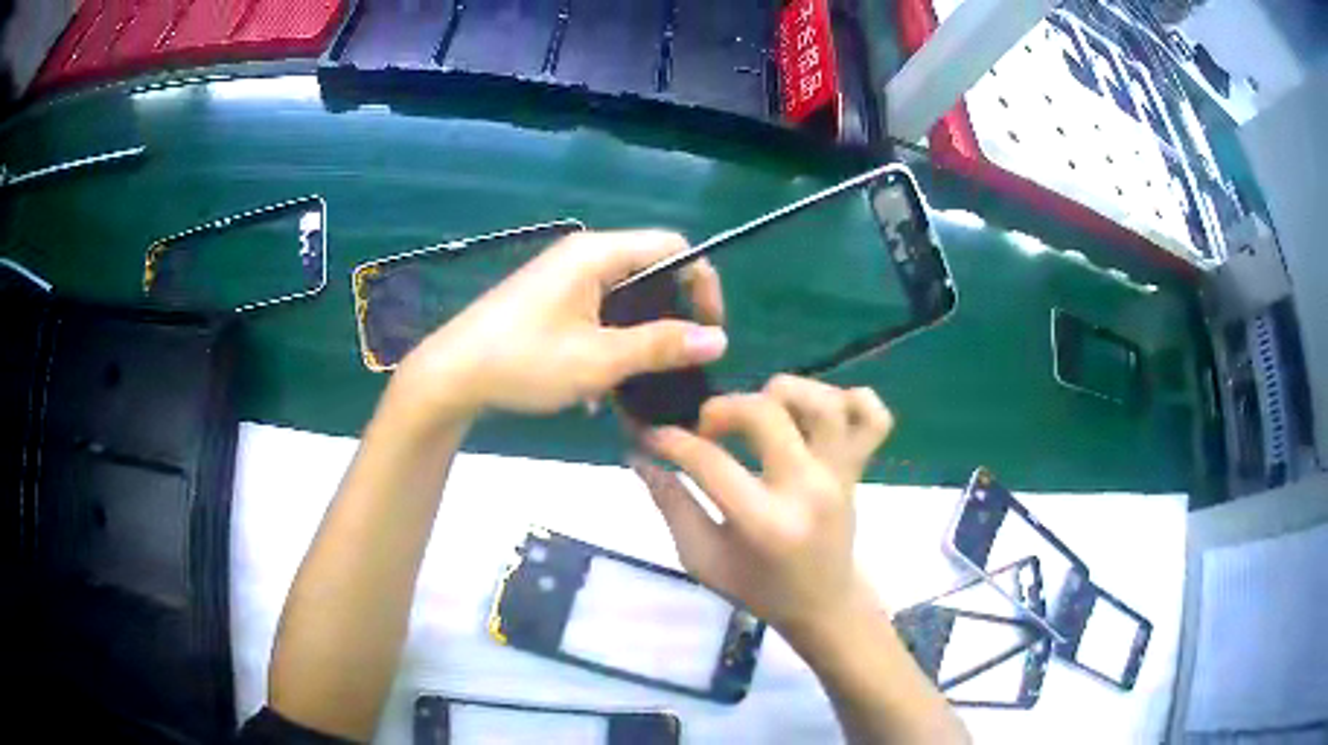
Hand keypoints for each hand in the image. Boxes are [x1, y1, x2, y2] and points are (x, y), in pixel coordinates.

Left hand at [395, 230, 725, 419]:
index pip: (673, 247)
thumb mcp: (599, 359)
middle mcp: (583, 255)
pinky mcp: (549, 300)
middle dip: (671, 315)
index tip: (708, 332)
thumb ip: (661, 346)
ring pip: (624, 297)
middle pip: (650, 270)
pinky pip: (597, 311)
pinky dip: (610, 341)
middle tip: (677, 361)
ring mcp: (563, 277)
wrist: (452, 375)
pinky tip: (600, 387)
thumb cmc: (524, 361)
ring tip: (639, 381)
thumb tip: (718, 339)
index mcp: (597, 254)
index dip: (701, 284)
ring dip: (639, 336)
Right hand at [632, 375, 893, 638]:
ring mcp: (840, 475)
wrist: (824, 603)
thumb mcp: (703, 559)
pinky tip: (818, 413)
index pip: (708, 461)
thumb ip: (670, 505)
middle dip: (723, 408)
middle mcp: (807, 490)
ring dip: (784, 393)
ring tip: (762, 413)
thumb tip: (639, 457)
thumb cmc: (758, 588)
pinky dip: (852, 400)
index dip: (669, 440)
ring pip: (824, 403)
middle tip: (707, 427)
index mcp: (764, 523)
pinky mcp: (859, 467)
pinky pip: (874, 417)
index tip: (650, 435)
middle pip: (767, 414)